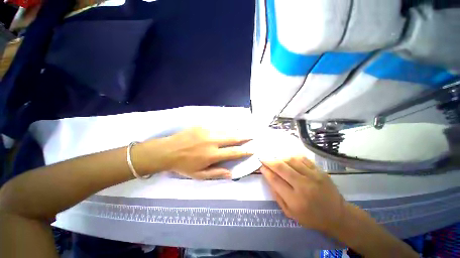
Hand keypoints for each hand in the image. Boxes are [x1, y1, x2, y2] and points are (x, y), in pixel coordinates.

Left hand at [144, 127, 252, 178]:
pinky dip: (225, 128)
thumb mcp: (199, 175)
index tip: (252, 150)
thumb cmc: (183, 165)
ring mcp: (207, 131)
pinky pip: (217, 126)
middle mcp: (213, 141)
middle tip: (251, 136)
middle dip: (244, 137)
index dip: (244, 151)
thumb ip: (216, 173)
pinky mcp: (202, 126)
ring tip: (242, 132)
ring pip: (226, 130)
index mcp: (213, 154)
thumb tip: (231, 174)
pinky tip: (228, 129)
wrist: (167, 150)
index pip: (233, 152)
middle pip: (233, 138)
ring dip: (235, 132)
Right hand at [260, 157, 345, 234]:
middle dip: (269, 161)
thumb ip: (277, 196)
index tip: (261, 166)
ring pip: (291, 161)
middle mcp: (303, 186)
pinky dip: (292, 157)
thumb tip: (269, 178)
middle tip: (263, 158)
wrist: (337, 215)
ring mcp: (313, 177)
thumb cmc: (311, 217)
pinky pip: (303, 159)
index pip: (275, 180)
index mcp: (295, 200)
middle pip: (281, 168)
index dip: (266, 171)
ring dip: (280, 158)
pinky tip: (288, 159)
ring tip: (275, 159)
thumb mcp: (290, 213)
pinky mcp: (320, 171)